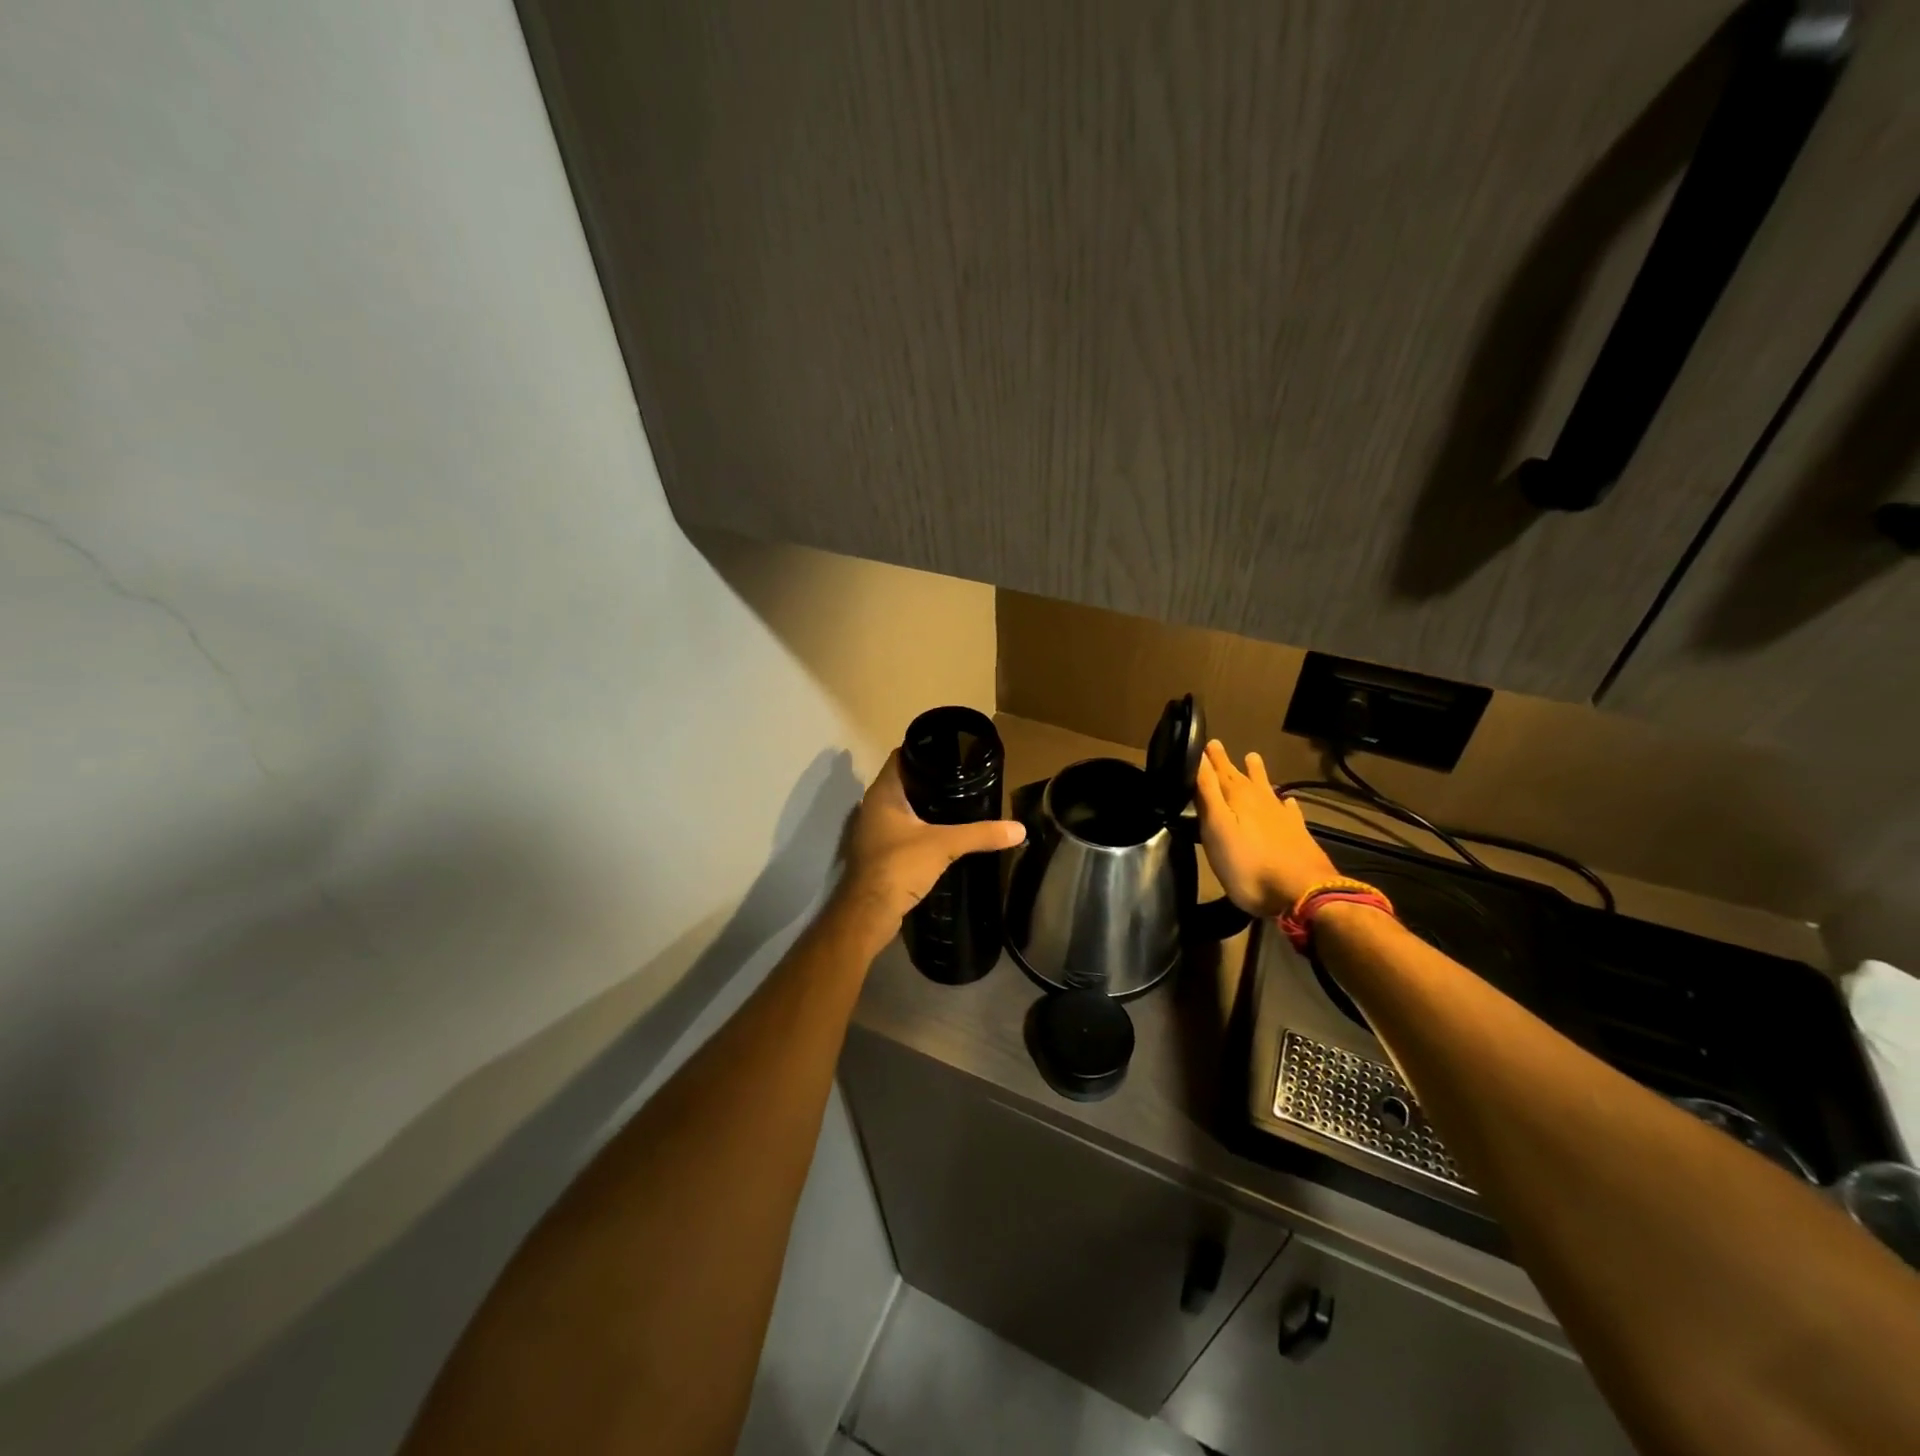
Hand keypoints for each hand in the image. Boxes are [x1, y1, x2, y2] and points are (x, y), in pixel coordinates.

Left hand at [837, 752, 1026, 927]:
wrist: (870, 913)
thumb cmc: (900, 865)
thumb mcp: (945, 845)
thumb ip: (981, 834)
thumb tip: (1019, 829)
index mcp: (883, 792)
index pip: (902, 756)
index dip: (925, 750)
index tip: (954, 751)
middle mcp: (874, 806)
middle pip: (905, 782)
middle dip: (932, 780)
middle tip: (965, 778)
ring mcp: (875, 830)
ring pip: (904, 807)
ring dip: (926, 805)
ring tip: (960, 802)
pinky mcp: (881, 852)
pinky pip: (904, 830)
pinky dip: (922, 827)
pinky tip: (945, 833)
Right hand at [1195, 740, 1338, 917]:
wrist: (1302, 892)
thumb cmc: (1248, 864)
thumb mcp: (1217, 828)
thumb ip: (1208, 793)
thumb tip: (1197, 757)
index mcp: (1238, 798)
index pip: (1219, 772)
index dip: (1210, 759)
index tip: (1204, 742)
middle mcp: (1261, 801)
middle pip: (1241, 777)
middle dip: (1227, 763)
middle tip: (1218, 746)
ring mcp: (1282, 817)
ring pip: (1266, 789)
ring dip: (1257, 774)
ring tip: (1253, 758)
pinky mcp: (1298, 834)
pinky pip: (1290, 812)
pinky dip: (1286, 804)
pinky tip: (1288, 801)